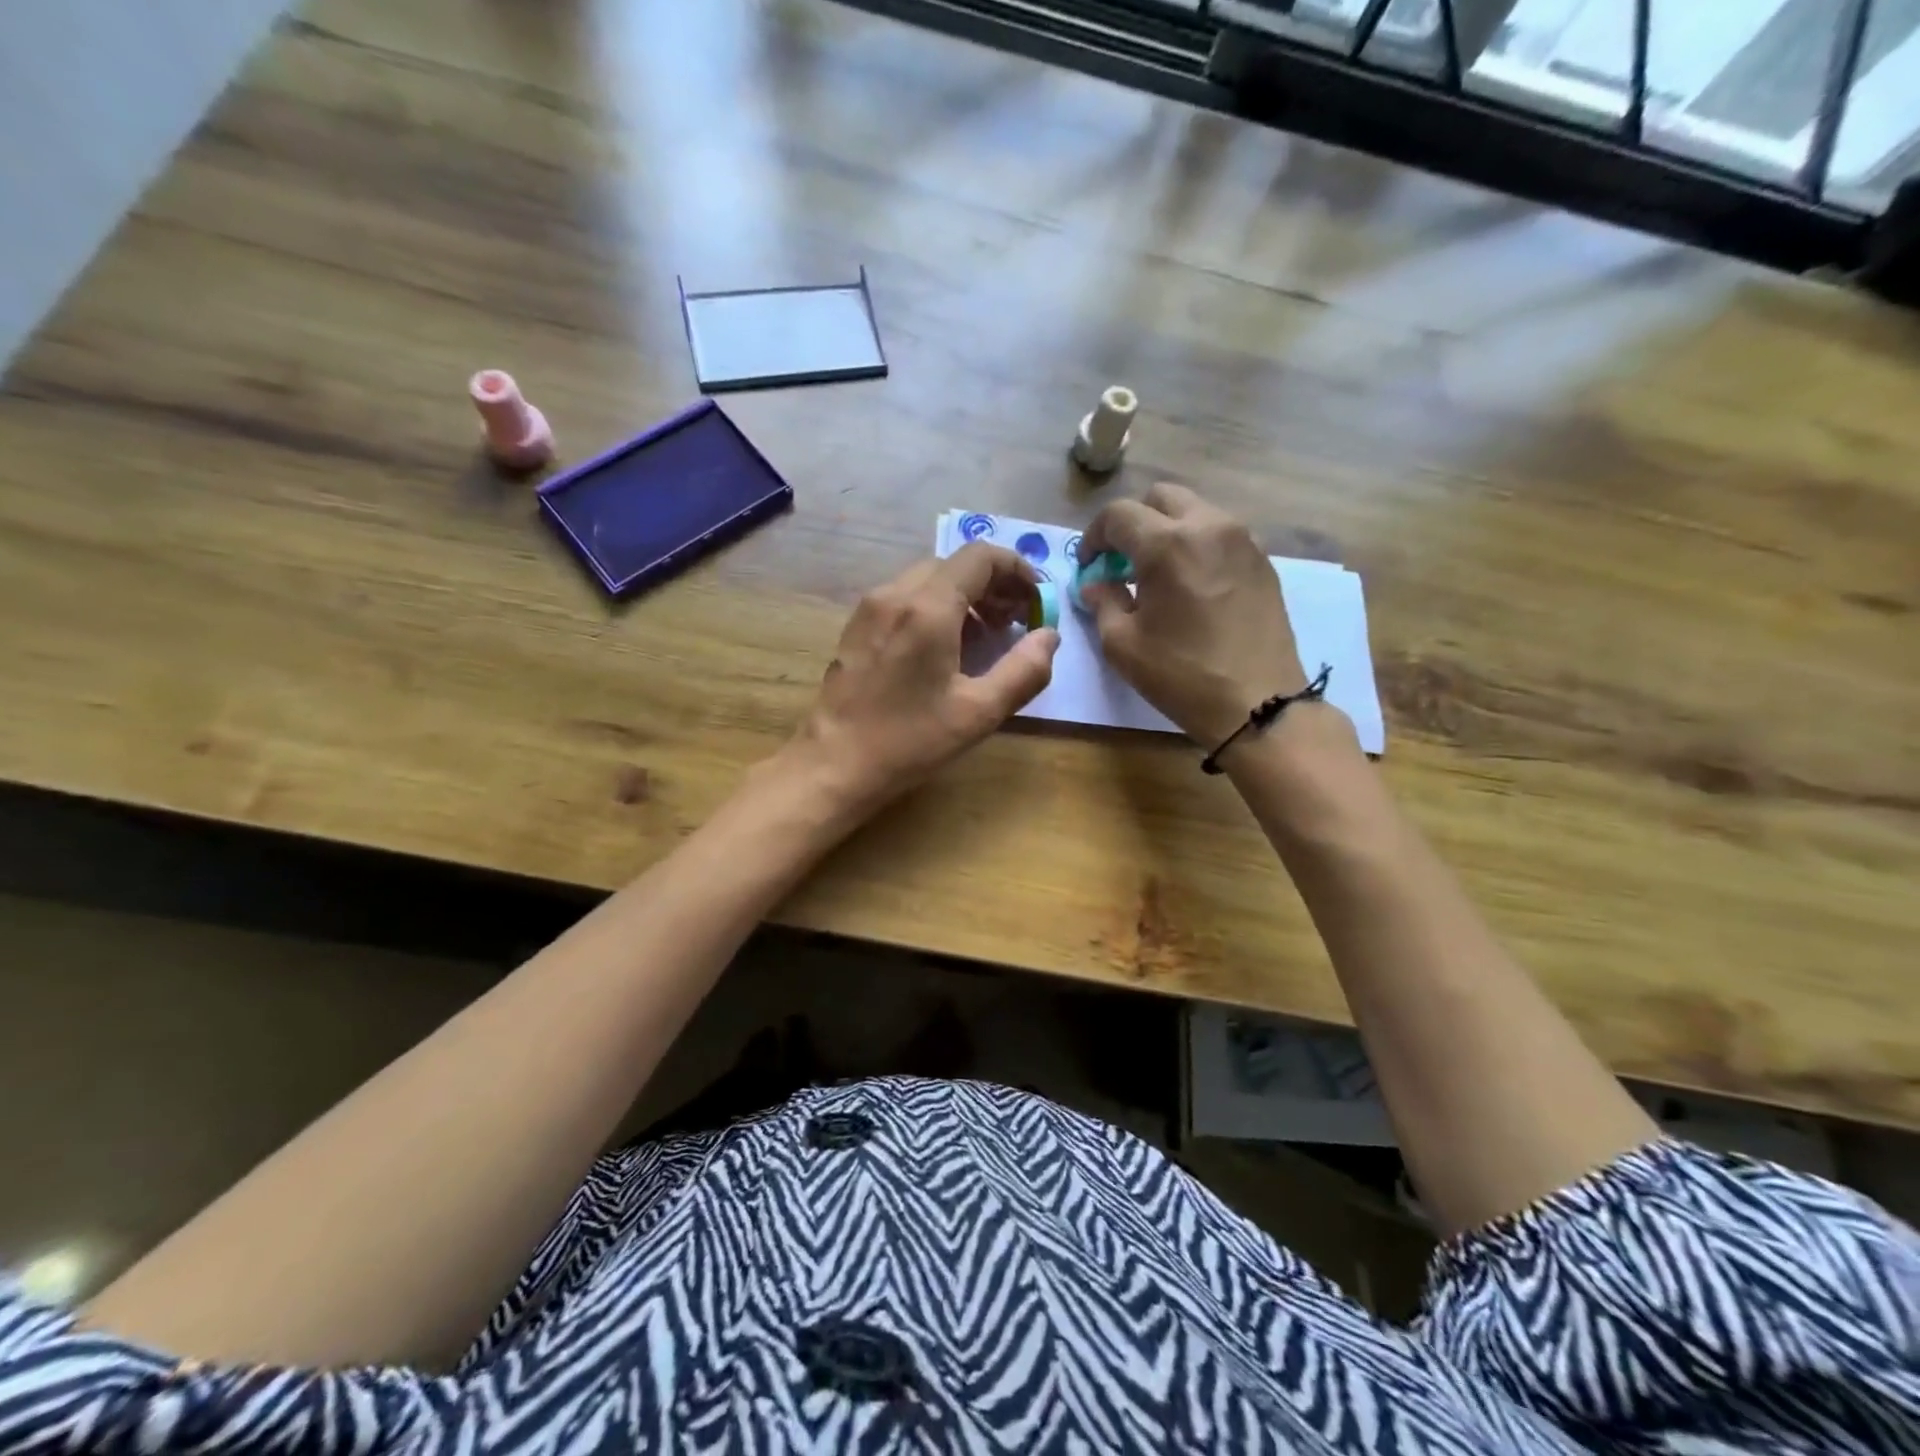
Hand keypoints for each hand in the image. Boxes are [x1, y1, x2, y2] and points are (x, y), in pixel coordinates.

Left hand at [790, 544, 1059, 812]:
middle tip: (1015, 622)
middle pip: (954, 564)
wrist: (833, 764)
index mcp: (927, 607)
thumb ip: (1024, 670)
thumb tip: (1049, 636)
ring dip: (964, 595)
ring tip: (985, 636)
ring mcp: (870, 608)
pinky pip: (904, 598)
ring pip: (928, 579)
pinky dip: (935, 606)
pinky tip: (944, 646)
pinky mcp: (856, 626)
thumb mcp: (979, 713)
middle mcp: (895, 594)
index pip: (980, 556)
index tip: (1035, 600)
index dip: (1016, 569)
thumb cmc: (909, 741)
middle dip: (992, 584)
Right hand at [1079, 483, 1304, 747]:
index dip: (1094, 536)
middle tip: (1122, 562)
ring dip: (1168, 530)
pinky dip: (1197, 545)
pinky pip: (1220, 534)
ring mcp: (1242, 540)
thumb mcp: (1123, 645)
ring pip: (1195, 511)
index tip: (1089, 566)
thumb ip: (1104, 602)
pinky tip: (1191, 586)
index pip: (1118, 514)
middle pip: (1161, 497)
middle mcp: (1208, 526)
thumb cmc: (1182, 675)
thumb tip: (1096, 584)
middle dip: (1134, 522)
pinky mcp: (1262, 560)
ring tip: (1158, 574)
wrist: (1258, 703)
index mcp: (1167, 544)